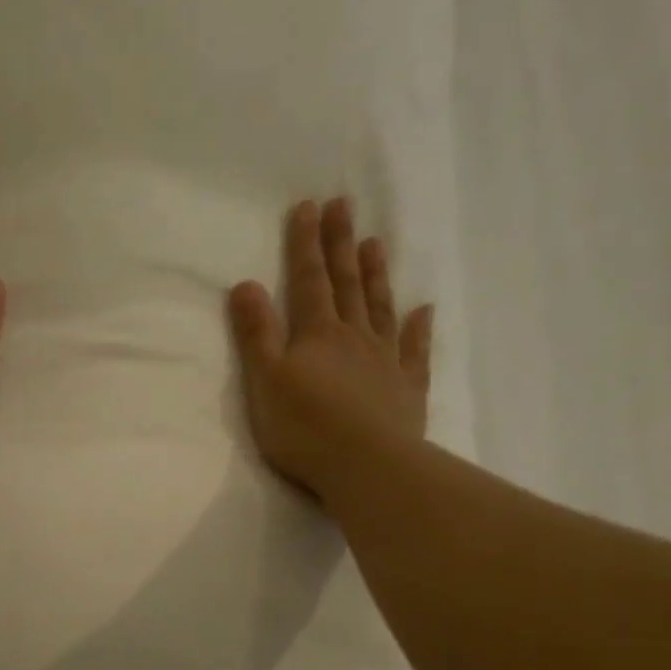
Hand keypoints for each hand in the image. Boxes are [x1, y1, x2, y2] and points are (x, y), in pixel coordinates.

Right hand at [228, 198, 433, 501]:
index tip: (308, 205)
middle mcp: (354, 337)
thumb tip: (245, 284)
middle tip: (344, 205)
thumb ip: (256, 334)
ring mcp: (386, 360)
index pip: (308, 281)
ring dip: (375, 274)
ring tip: (375, 242)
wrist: (366, 464)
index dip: (305, 244)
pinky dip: (420, 328)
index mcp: (317, 335)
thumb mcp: (265, 381)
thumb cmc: (304, 428)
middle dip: (341, 244)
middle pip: (346, 283)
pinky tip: (425, 309)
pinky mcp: (408, 388)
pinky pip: (416, 350)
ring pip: (380, 307)